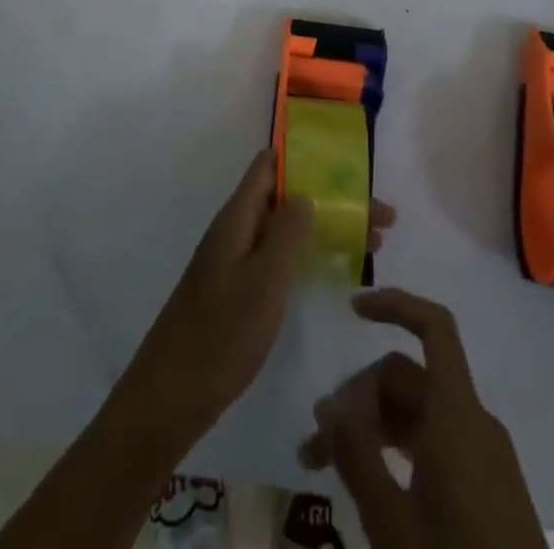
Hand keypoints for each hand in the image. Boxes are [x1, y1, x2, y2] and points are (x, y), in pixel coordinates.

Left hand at [111, 149, 395, 451]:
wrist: (172, 394)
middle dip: (331, 199)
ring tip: (372, 243)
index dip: (306, 159)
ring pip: (285, 227)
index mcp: (237, 216)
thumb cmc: (222, 333)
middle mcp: (236, 228)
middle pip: (286, 196)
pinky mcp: (237, 287)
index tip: (349, 168)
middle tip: (382, 219)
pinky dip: (308, 253)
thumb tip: (306, 193)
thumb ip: (286, 232)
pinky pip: (278, 254)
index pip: (270, 166)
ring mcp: (235, 258)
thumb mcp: (263, 280)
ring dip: (325, 227)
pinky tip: (334, 270)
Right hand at [297, 288, 542, 548]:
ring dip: (371, 426)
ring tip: (325, 466)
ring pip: (417, 413)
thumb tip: (329, 404)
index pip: (434, 327)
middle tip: (316, 444)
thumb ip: (357, 456)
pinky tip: (368, 482)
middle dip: (358, 397)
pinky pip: (434, 444)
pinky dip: (397, 449)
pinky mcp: (487, 488)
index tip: (351, 310)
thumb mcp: (393, 522)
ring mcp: (484, 455)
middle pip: (408, 376)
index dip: (394, 304)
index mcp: (458, 413)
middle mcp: (473, 421)